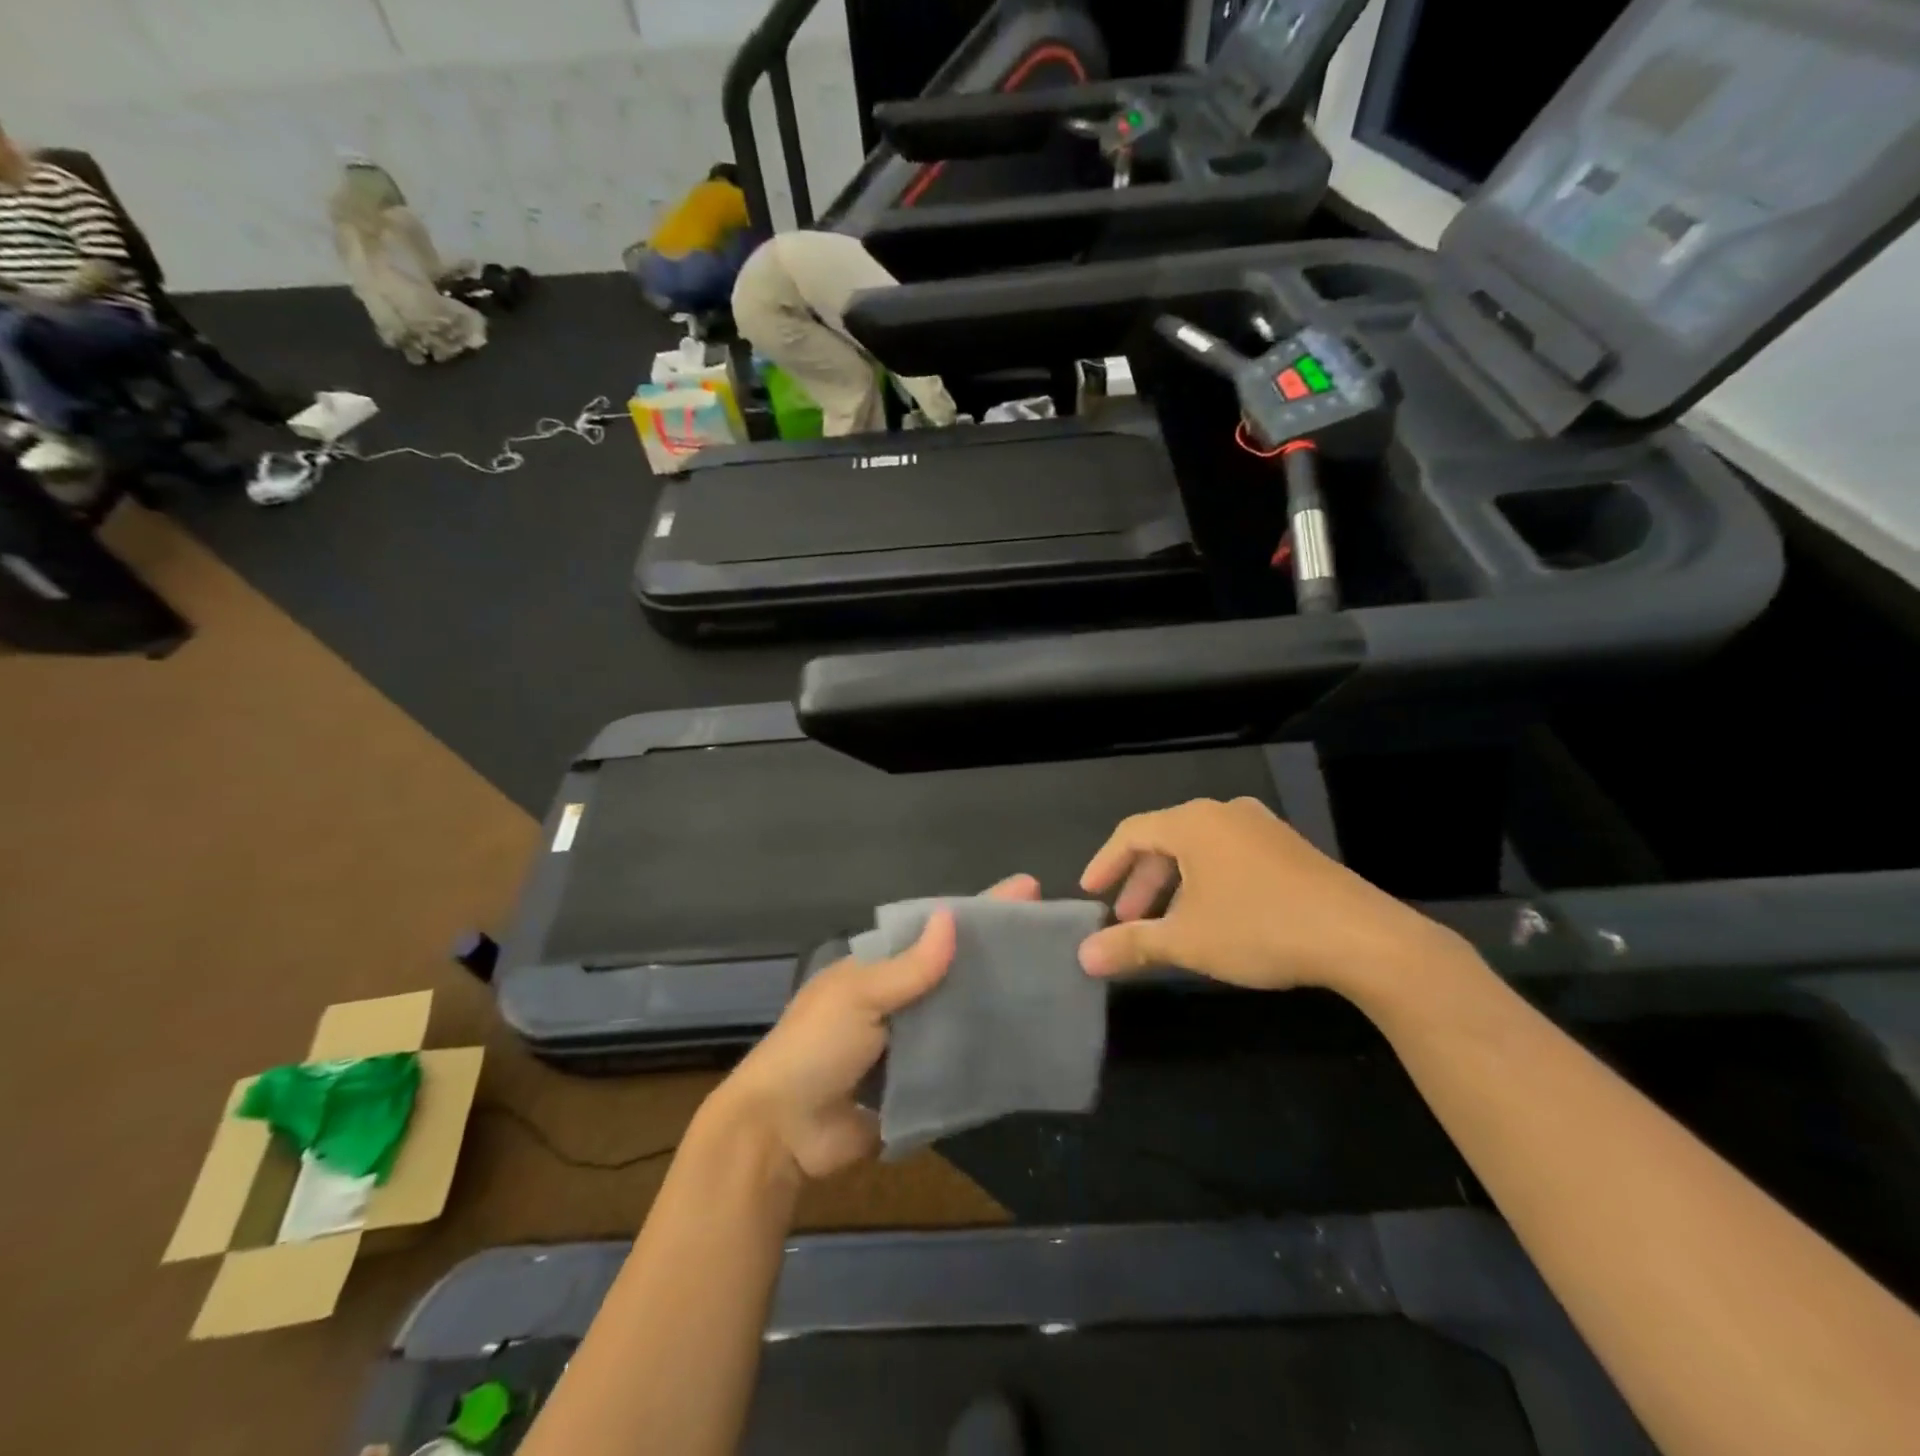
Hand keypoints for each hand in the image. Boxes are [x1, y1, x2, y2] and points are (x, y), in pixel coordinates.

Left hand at [711, 873, 1040, 1179]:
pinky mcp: (920, 1084)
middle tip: (1054, 940)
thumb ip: (908, 968)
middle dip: (997, 953)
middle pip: (956, 969)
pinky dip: (988, 1051)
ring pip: (962, 1013)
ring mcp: (911, 1042)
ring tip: (1054, 985)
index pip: (935, 929)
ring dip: (998, 1001)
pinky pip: (960, 1061)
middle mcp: (899, 998)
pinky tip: (1029, 1042)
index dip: (978, 909)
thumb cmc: (814, 1048)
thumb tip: (952, 918)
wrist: (783, 1133)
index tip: (1026, 890)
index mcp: (880, 968)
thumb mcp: (858, 997)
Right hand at [1077, 797, 1462, 994]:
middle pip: (1165, 841)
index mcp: (1193, 823)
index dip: (1105, 863)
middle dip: (1141, 883)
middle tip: (1127, 919)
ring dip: (1174, 886)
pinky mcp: (1289, 849)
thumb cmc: (1259, 928)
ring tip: (1168, 925)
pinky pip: (1230, 857)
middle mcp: (1225, 814)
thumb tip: (1083, 956)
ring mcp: (1262, 828)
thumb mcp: (1187, 941)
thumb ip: (1131, 944)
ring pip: (1199, 851)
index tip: (1089, 894)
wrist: (1361, 937)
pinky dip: (1207, 883)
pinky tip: (1213, 918)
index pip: (1131, 833)